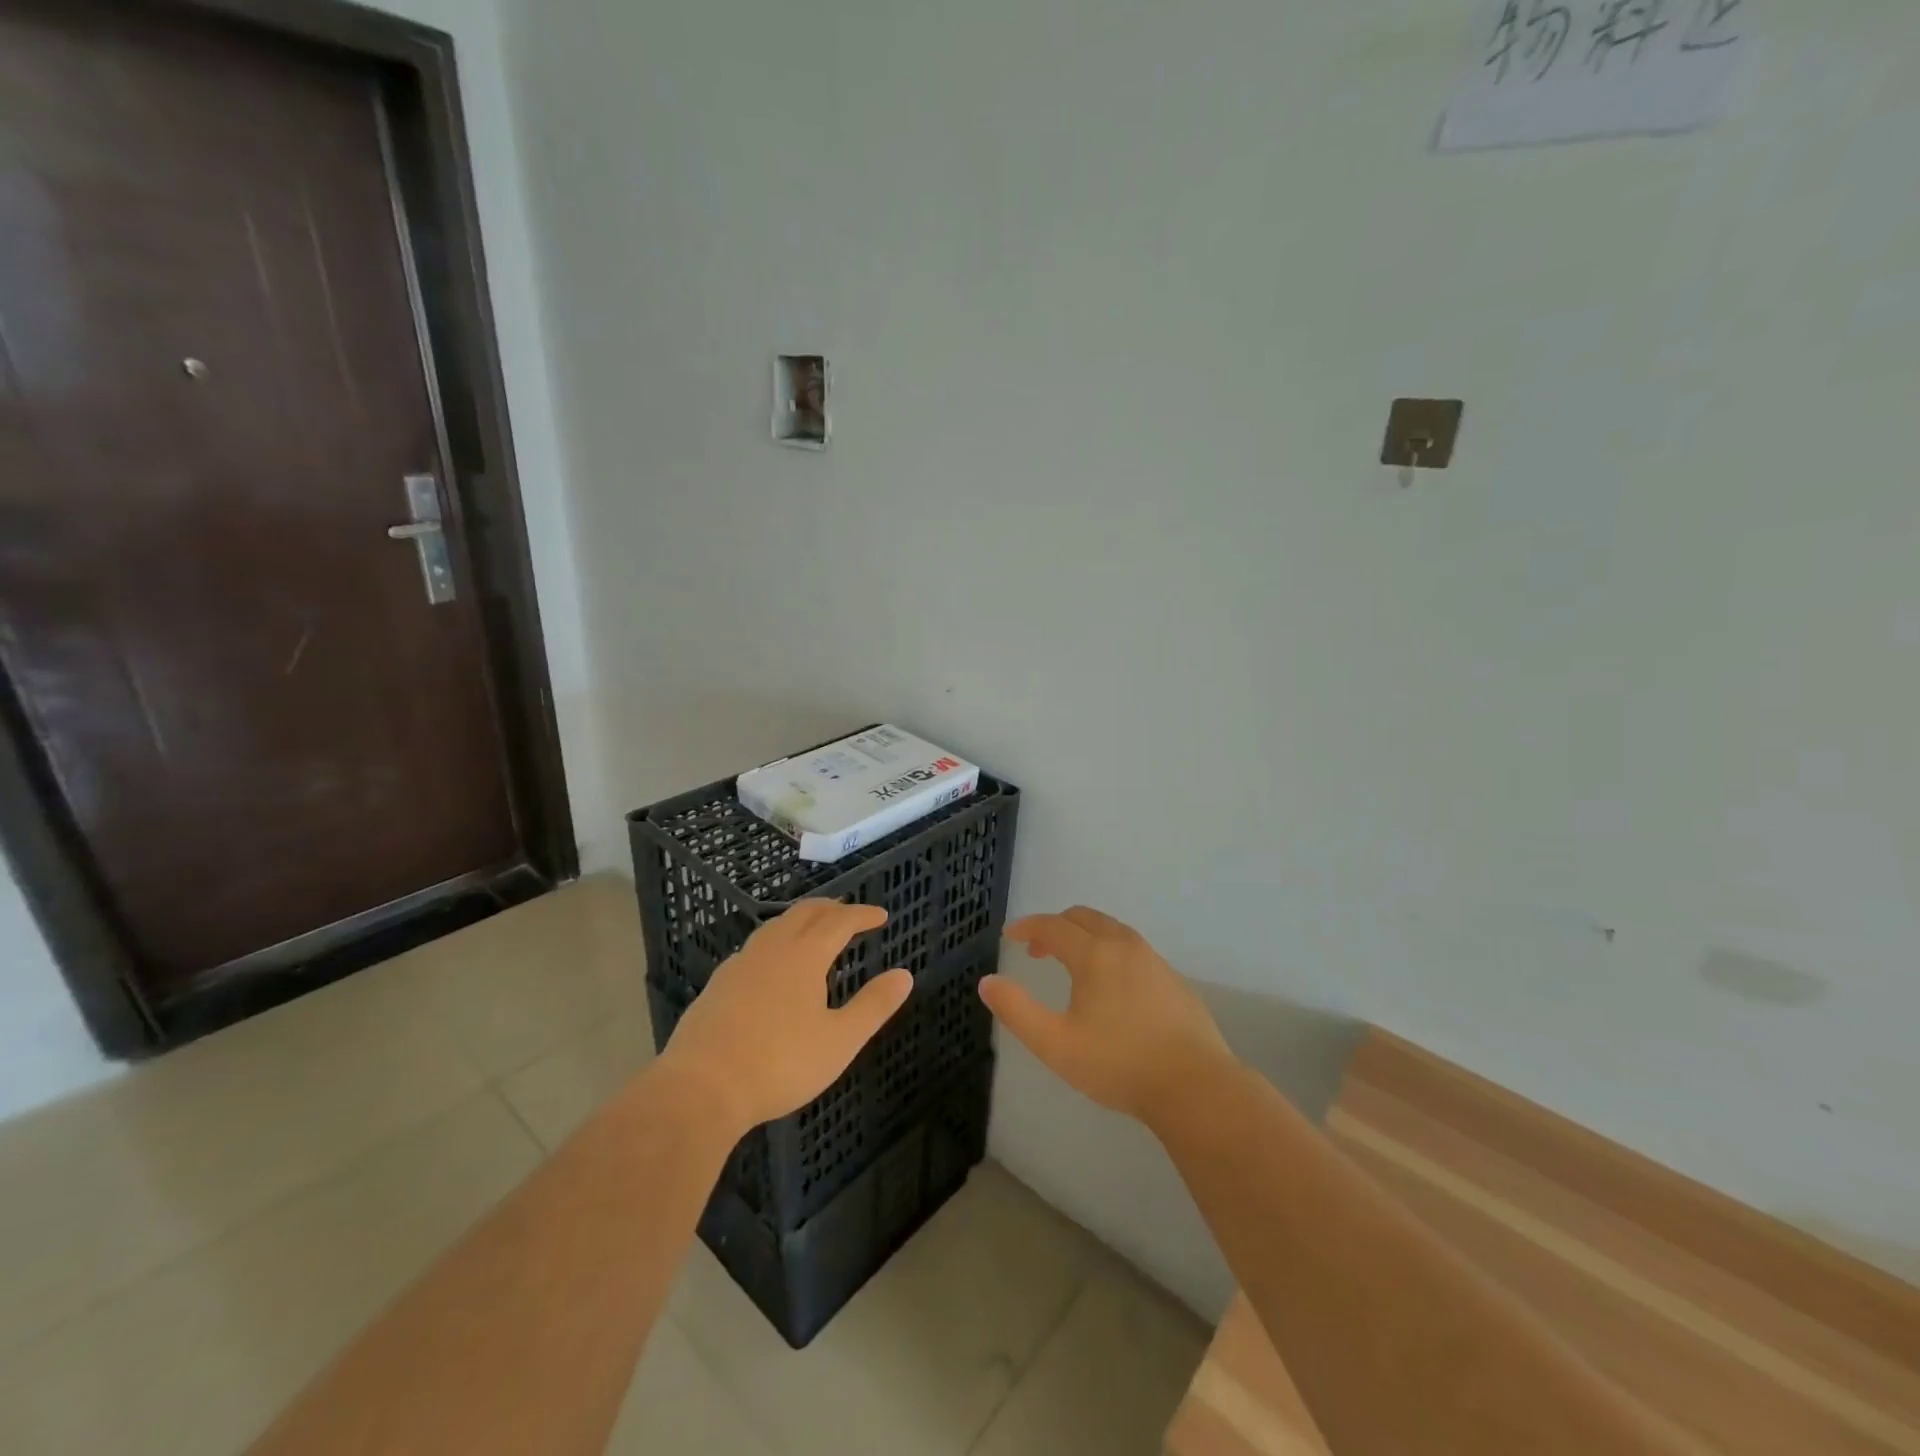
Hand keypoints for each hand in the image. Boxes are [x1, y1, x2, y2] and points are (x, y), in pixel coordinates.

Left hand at [659, 901, 912, 1137]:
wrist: (701, 1089)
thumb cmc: (780, 1064)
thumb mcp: (839, 1041)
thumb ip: (873, 1006)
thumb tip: (904, 975)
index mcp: (804, 956)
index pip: (839, 922)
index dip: (862, 915)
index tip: (881, 916)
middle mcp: (772, 949)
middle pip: (804, 913)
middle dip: (830, 908)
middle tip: (848, 912)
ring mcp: (740, 965)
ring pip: (775, 926)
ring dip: (800, 920)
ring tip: (812, 930)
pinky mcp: (717, 985)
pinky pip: (754, 948)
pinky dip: (775, 942)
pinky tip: (771, 965)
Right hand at [980, 906, 1236, 1128]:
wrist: (1195, 1086)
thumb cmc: (1119, 1064)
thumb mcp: (1055, 1044)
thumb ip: (1017, 1010)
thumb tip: (987, 982)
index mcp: (1094, 954)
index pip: (1053, 926)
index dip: (1028, 927)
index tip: (1010, 936)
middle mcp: (1124, 946)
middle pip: (1084, 917)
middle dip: (1055, 927)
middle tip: (1038, 950)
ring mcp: (1154, 960)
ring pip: (1112, 930)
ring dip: (1084, 936)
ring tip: (1071, 966)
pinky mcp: (1173, 980)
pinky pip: (1132, 949)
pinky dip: (1109, 951)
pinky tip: (1110, 987)